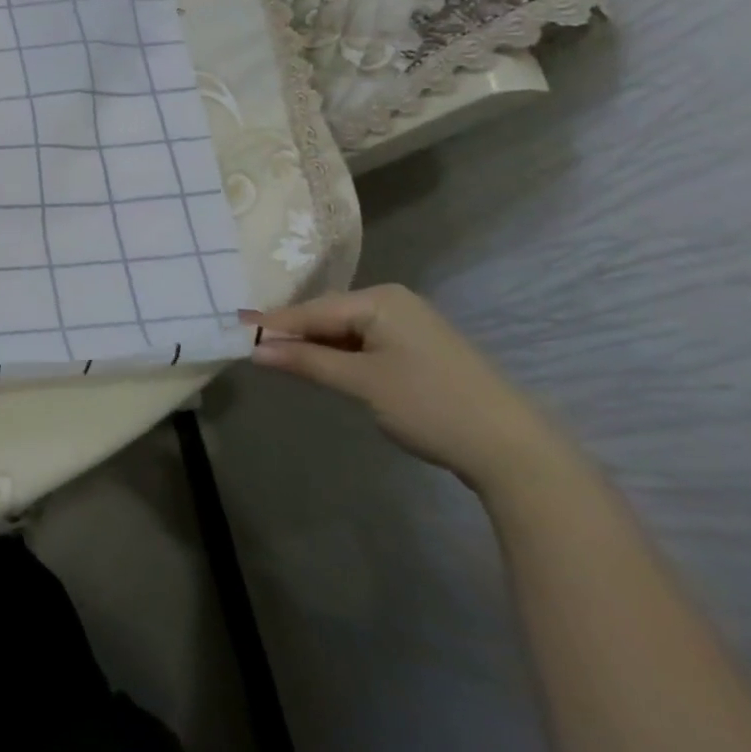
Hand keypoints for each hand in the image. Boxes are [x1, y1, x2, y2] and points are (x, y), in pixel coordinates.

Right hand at [243, 286, 567, 492]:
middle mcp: (394, 302)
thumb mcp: (362, 383)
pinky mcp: (421, 351)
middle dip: (294, 334)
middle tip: (253, 348)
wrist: (515, 451)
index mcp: (381, 300)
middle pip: (329, 316)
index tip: (235, 329)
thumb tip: (256, 349)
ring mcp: (411, 325)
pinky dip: (342, 356)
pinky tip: (325, 368)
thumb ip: (307, 361)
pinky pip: (366, 344)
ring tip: (279, 359)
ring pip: (347, 331)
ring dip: (317, 347)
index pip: (314, 310)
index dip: (274, 324)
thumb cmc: (431, 406)